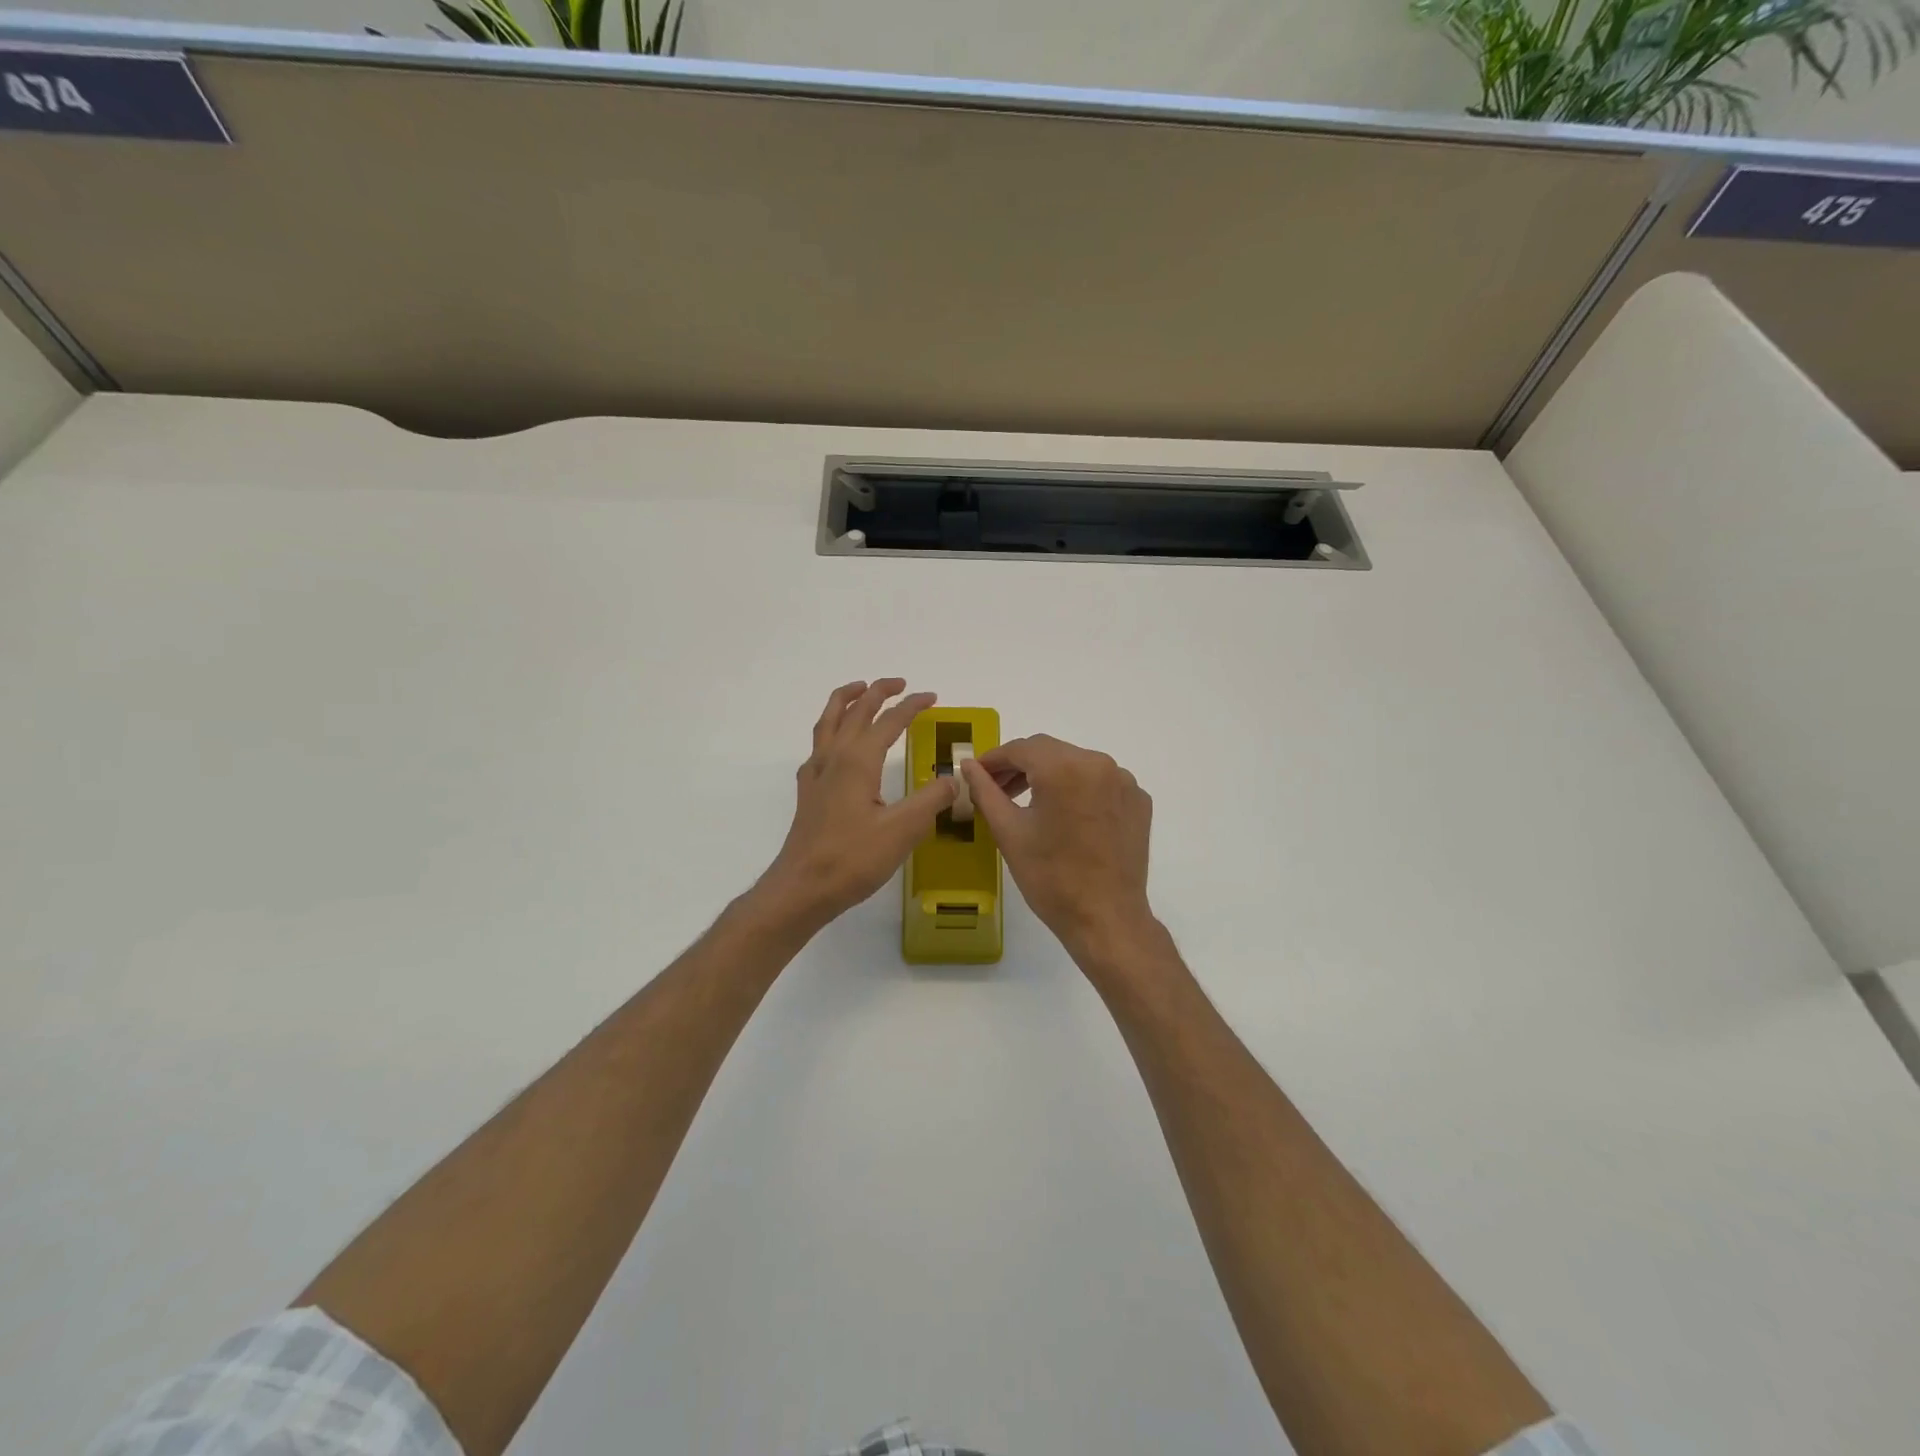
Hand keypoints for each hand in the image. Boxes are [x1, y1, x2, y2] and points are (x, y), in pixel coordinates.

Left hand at [756, 679, 956, 930]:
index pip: (889, 720)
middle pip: (855, 710)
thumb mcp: (902, 830)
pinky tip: (837, 742)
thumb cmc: (853, 859)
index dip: (912, 705)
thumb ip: (931, 800)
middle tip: (901, 684)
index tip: (932, 697)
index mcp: (858, 760)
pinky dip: (830, 727)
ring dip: (846, 699)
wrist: (802, 888)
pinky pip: (818, 743)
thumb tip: (954, 779)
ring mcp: (816, 773)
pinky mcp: (808, 791)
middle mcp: (834, 757)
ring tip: (860, 689)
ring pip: (828, 720)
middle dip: (879, 691)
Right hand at [962, 735, 1158, 965]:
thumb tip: (967, 765)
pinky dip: (1079, 790)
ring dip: (1050, 776)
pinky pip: (1100, 782)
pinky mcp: (1138, 801)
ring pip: (1076, 764)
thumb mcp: (1009, 832)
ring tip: (1029, 803)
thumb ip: (985, 791)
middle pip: (1050, 752)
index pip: (1021, 748)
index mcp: (1064, 768)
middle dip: (1021, 766)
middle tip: (997, 789)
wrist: (1106, 919)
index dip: (994, 759)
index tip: (977, 773)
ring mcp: (1124, 781)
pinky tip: (1066, 816)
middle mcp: (1099, 763)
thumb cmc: (1050, 878)